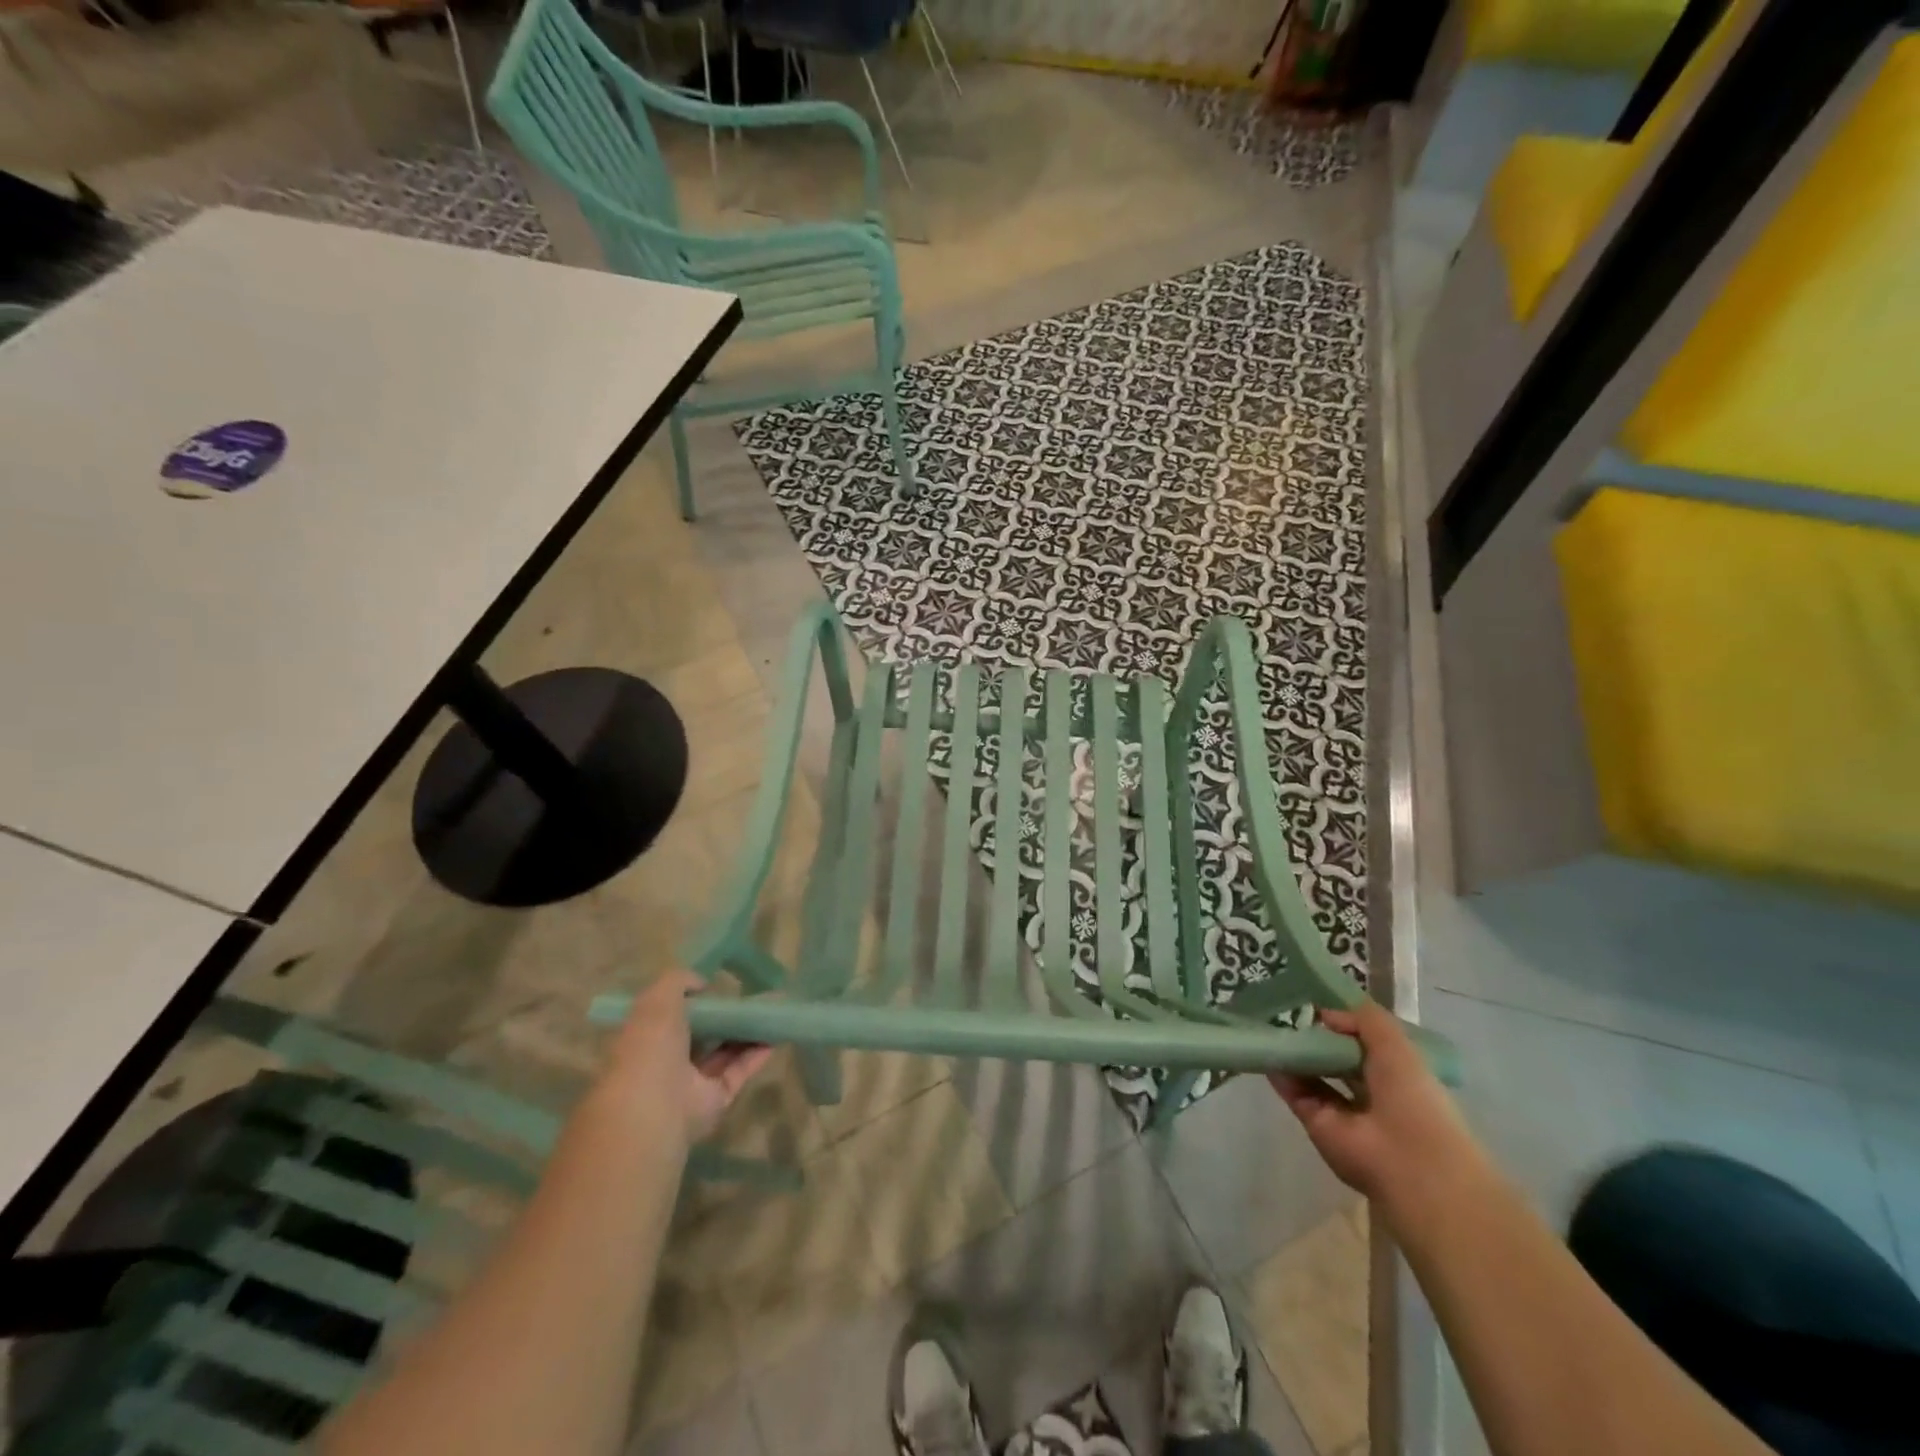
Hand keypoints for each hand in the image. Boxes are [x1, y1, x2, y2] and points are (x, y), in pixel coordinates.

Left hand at [604, 969, 772, 1142]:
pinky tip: (776, 1035)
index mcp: (648, 1037)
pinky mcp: (716, 1098)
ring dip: (747, 1032)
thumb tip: (701, 983)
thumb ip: (678, 982)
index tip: (716, 985)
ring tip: (773, 1010)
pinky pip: (740, 1071)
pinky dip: (757, 1054)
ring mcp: (693, 1082)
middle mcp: (669, 1060)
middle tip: (753, 995)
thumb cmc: (652, 1047)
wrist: (657, 1106)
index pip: (671, 1015)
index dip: (693, 1000)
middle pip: (702, 1034)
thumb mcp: (658, 1000)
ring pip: (724, 1052)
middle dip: (725, 1016)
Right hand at [1270, 1000, 1482, 1208]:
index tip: (1322, 1006)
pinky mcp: (1318, 1124)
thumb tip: (1325, 1014)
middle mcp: (1372, 1095)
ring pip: (1314, 1077)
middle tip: (1290, 1015)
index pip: (1369, 1047)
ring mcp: (1343, 1112)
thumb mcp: (1396, 1044)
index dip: (1347, 1027)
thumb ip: (1364, 1020)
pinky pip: (1296, 1093)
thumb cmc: (1412, 1097)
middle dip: (1318, 1041)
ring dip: (1297, 1055)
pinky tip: (1268, 1050)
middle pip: (1338, 1061)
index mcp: (1400, 1077)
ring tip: (1273, 1027)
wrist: (1407, 1161)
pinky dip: (1281, 1075)